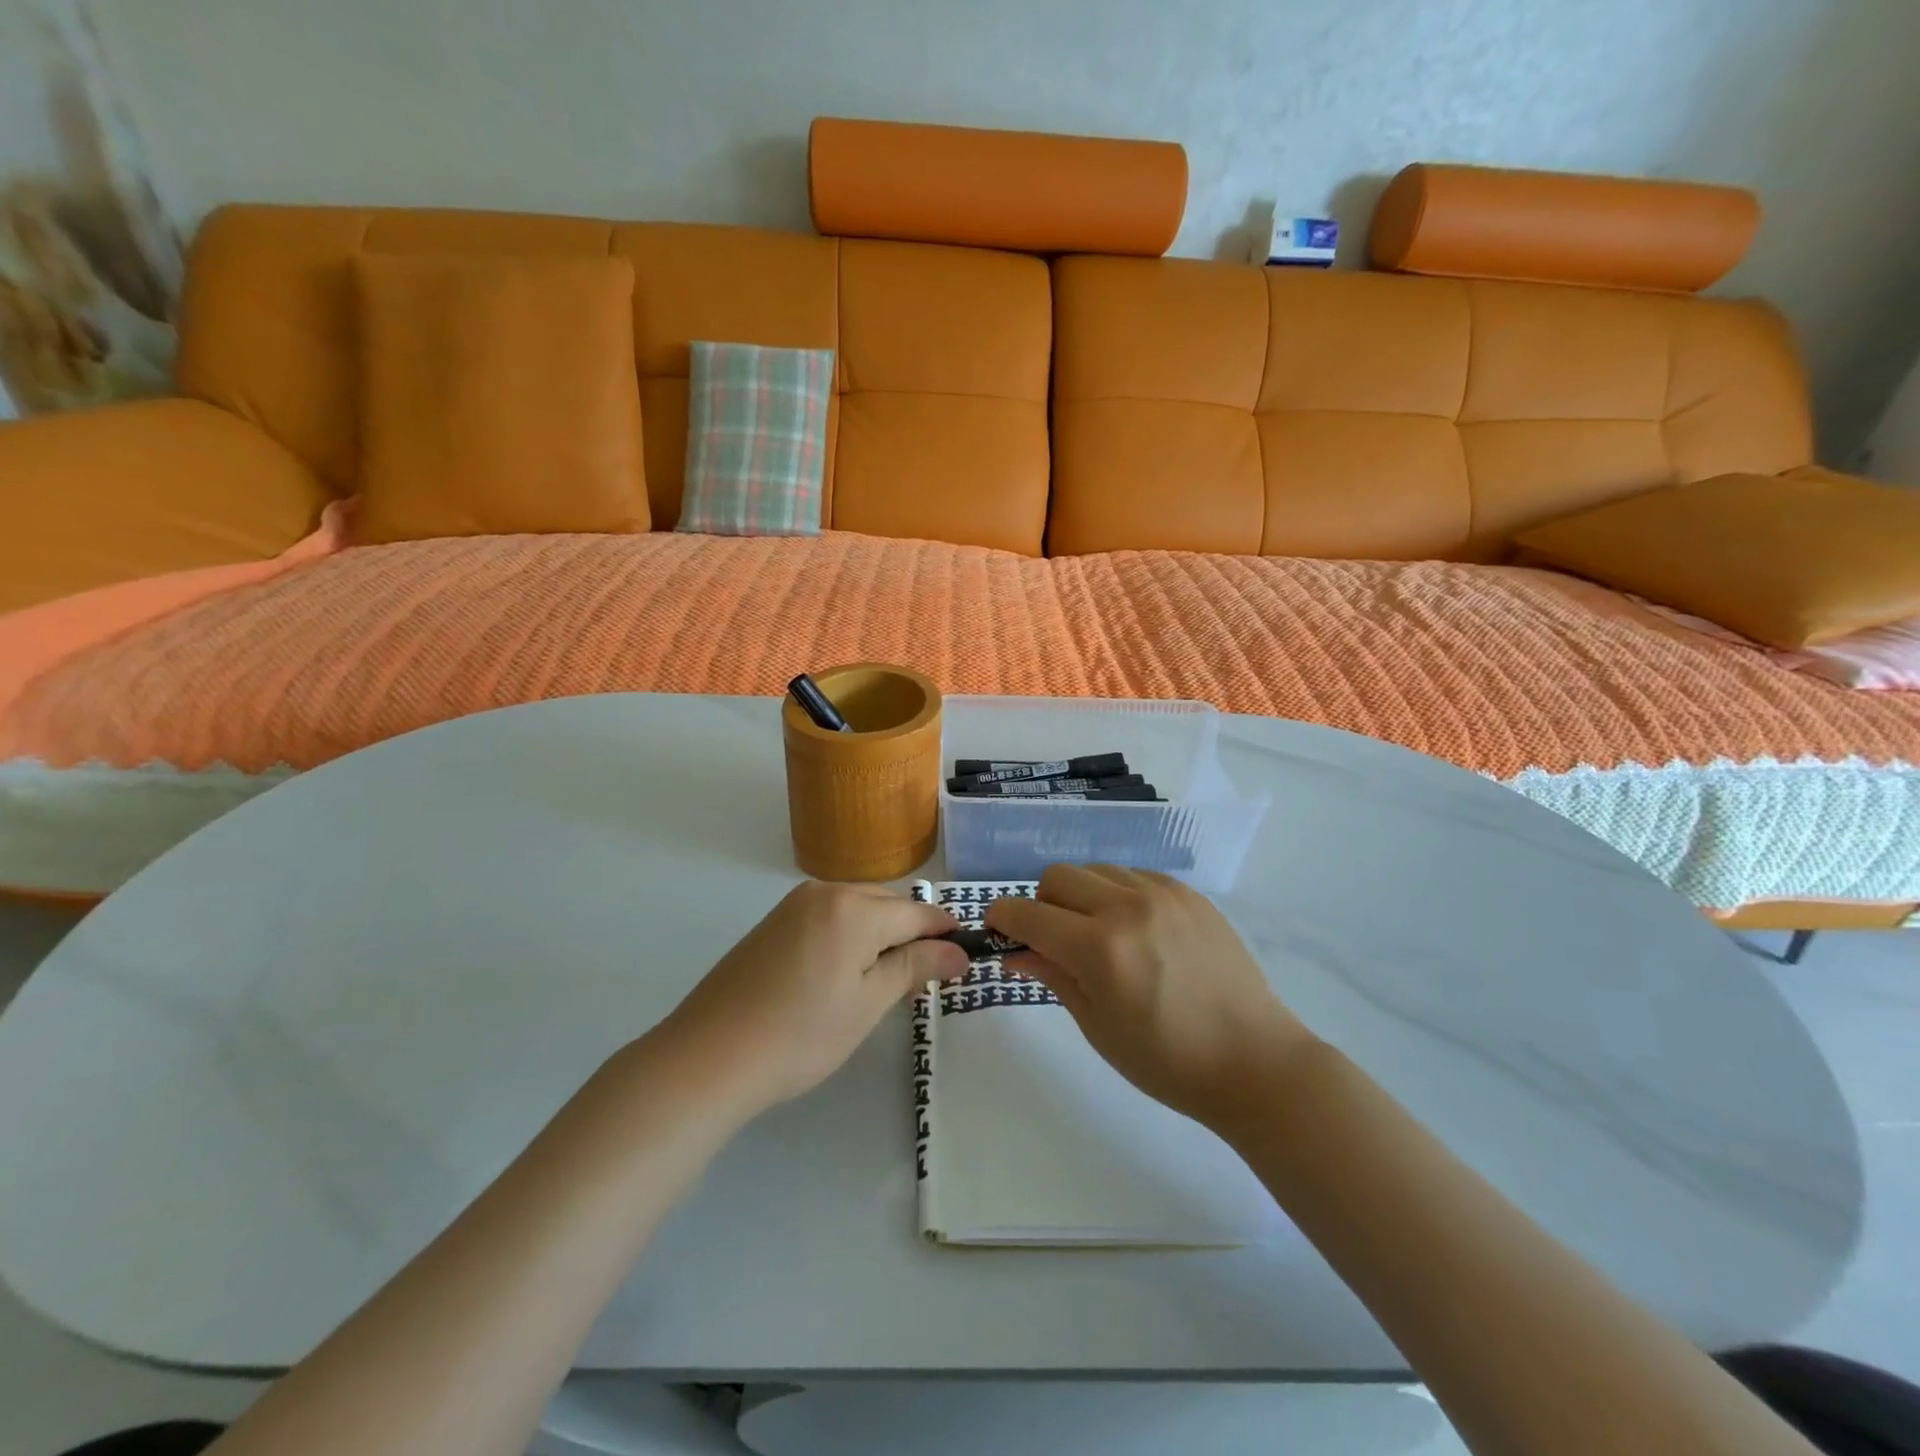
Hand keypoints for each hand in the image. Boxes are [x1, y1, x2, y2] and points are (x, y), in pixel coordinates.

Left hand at [657, 881, 968, 1119]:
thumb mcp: (868, 1004)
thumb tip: (958, 952)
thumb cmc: (799, 1035)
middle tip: (924, 981)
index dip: (945, 934)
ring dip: (880, 935)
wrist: (707, 1057)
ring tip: (886, 982)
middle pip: (887, 905)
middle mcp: (825, 892)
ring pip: (858, 909)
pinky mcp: (773, 923)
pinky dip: (850, 936)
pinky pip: (829, 917)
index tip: (965, 959)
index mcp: (854, 908)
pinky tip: (844, 973)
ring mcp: (794, 905)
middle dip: (912, 935)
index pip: (917, 913)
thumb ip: (915, 968)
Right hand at [986, 865, 1313, 1132]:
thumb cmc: (1167, 1060)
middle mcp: (1127, 907)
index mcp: (1099, 949)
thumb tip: (1014, 951)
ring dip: (1081, 896)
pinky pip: (1134, 876)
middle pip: (1057, 876)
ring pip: (1096, 870)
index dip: (1002, 918)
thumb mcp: (1098, 1026)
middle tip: (1054, 940)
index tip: (997, 930)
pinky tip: (1136, 930)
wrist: (1254, 1060)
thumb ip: (1052, 976)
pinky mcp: (1189, 893)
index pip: (1027, 913)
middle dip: (1042, 904)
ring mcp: (1162, 894)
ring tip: (1099, 935)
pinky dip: (1119, 894)